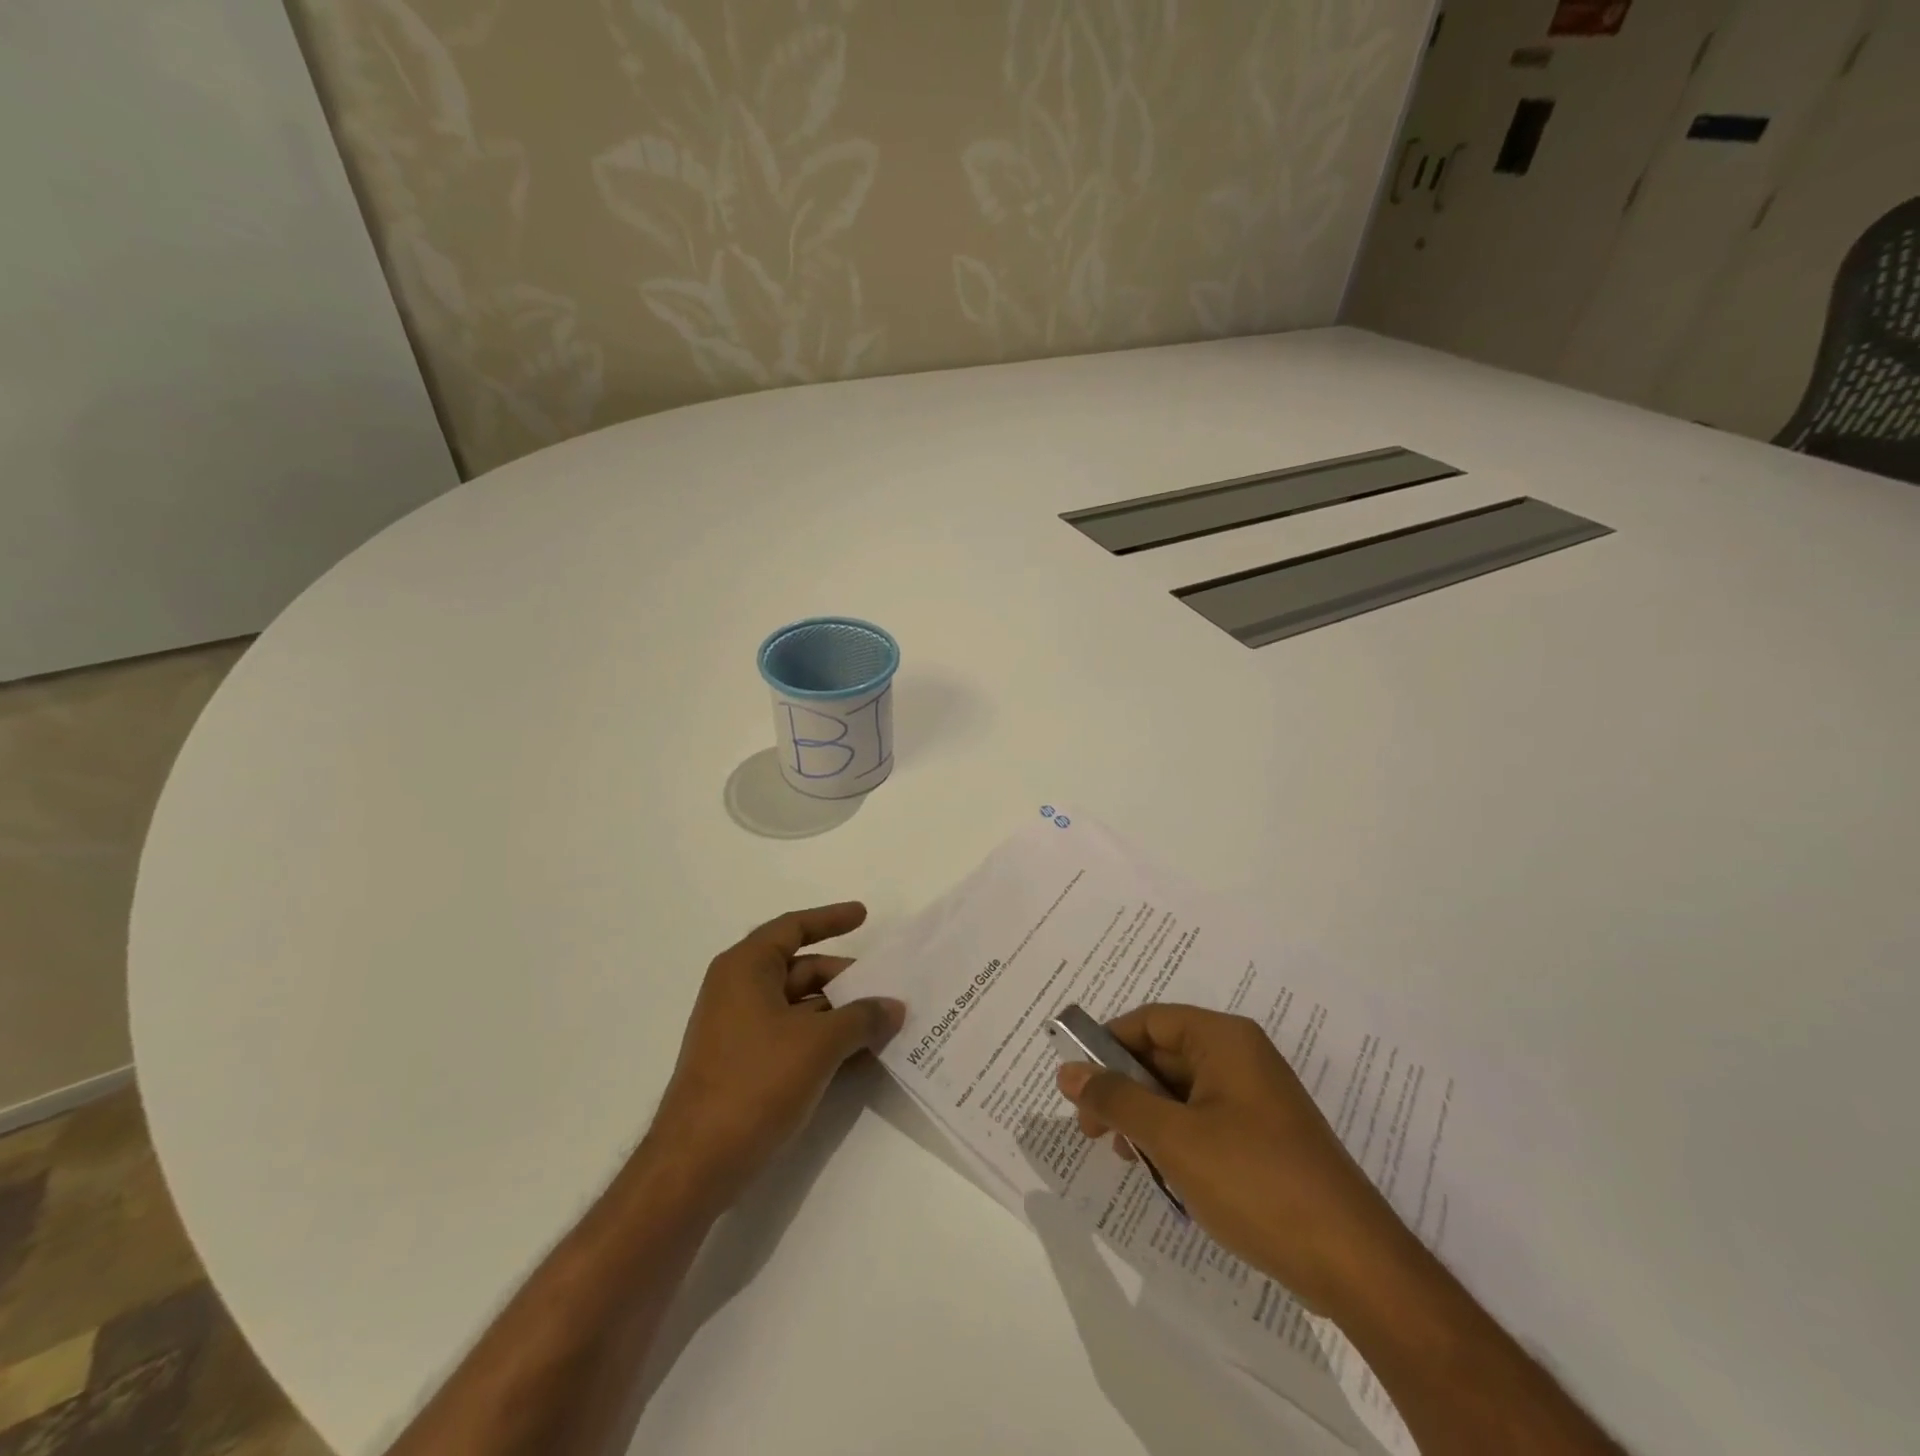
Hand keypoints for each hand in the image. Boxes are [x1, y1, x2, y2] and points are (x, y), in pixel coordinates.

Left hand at [647, 902, 903, 1204]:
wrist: (695, 1165)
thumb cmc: (754, 1083)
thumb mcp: (819, 1044)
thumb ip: (862, 1018)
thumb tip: (894, 1006)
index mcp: (746, 968)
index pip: (793, 928)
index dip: (831, 919)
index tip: (865, 916)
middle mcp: (738, 990)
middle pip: (801, 969)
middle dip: (845, 979)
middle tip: (887, 989)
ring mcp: (739, 1030)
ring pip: (800, 1007)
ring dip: (840, 1014)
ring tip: (884, 1024)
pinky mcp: (743, 1065)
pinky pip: (792, 1037)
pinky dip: (824, 1040)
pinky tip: (860, 1057)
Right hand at [1055, 1003, 1415, 1314]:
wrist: (1352, 1262)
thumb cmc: (1254, 1181)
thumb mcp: (1173, 1138)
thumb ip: (1116, 1099)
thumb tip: (1066, 1071)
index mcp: (1223, 1039)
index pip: (1148, 1021)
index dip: (1106, 1046)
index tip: (1076, 1085)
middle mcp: (1240, 1056)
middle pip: (1163, 1054)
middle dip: (1123, 1088)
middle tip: (1092, 1130)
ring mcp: (1255, 1097)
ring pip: (1180, 1090)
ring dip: (1146, 1117)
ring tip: (1125, 1156)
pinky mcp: (1264, 1136)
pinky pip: (1204, 1118)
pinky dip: (1175, 1137)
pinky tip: (1163, 1173)